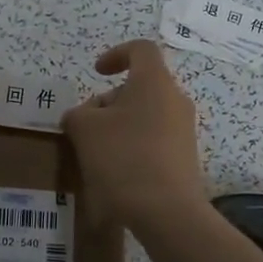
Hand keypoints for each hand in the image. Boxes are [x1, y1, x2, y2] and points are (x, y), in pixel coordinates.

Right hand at [62, 40, 204, 227]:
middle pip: (139, 87)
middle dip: (108, 102)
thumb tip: (83, 117)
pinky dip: (132, 147)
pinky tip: (115, 174)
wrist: (167, 212)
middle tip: (85, 127)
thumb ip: (78, 114)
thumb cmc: (124, 158)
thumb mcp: (84, 130)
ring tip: (96, 154)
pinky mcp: (184, 158)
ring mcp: (183, 131)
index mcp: (154, 82)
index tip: (96, 73)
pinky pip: (154, 140)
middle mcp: (175, 100)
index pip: (141, 49)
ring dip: (118, 127)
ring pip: (145, 116)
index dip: (116, 54)